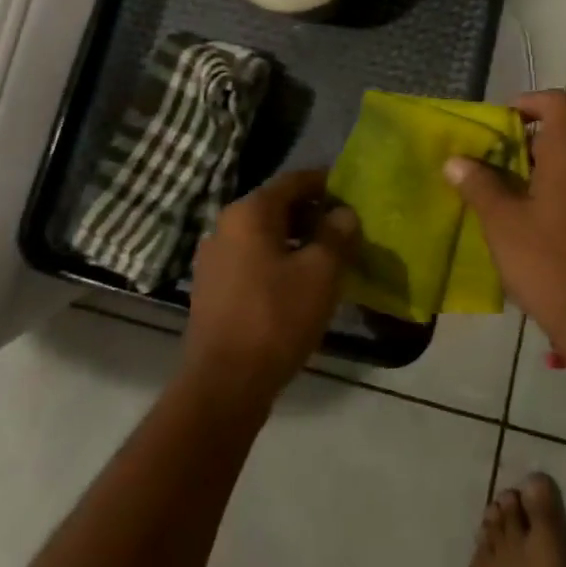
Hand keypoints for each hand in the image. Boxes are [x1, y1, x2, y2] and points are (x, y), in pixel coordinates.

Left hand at [183, 170, 358, 408]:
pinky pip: (252, 260)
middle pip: (278, 206)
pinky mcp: (212, 289)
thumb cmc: (276, 317)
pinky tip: (300, 285)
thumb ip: (337, 234)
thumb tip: (344, 213)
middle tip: (346, 230)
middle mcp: (226, 226)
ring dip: (297, 241)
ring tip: (329, 259)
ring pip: (265, 236)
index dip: (327, 183)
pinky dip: (278, 262)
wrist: (223, 386)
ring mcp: (214, 259)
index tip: (353, 194)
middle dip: (314, 214)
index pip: (294, 180)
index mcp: (250, 212)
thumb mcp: (321, 272)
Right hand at [443, 90, 565, 345]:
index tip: (507, 123)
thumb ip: (479, 185)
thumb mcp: (502, 223)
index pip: (559, 102)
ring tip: (521, 206)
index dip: (532, 102)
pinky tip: (551, 232)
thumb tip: (456, 161)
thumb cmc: (547, 260)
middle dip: (532, 148)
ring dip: (552, 176)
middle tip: (501, 173)